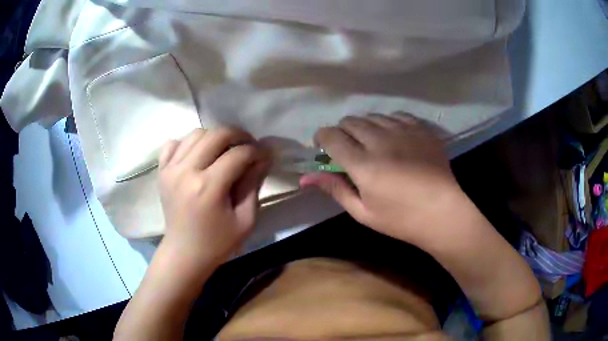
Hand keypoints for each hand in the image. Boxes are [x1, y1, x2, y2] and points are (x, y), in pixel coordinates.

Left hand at [157, 128, 269, 268]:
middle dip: (238, 135)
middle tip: (248, 145)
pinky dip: (188, 143)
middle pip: (216, 134)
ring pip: (196, 134)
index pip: (238, 154)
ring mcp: (170, 169)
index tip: (265, 155)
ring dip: (215, 137)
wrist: (184, 253)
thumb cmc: (218, 242)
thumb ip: (254, 185)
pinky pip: (174, 143)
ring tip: (224, 150)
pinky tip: (198, 155)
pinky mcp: (162, 171)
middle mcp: (186, 171)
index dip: (257, 151)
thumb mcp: (245, 219)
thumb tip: (263, 157)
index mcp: (208, 187)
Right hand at [300, 113, 463, 246]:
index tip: (322, 147)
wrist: (443, 213)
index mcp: (364, 165)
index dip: (321, 137)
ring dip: (364, 127)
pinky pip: (396, 115)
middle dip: (342, 132)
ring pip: (372, 116)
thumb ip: (335, 189)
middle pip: (351, 121)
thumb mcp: (363, 212)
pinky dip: (387, 122)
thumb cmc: (401, 219)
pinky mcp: (421, 129)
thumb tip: (306, 178)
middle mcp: (382, 141)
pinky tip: (393, 136)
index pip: (332, 136)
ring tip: (371, 143)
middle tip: (348, 149)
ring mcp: (404, 132)